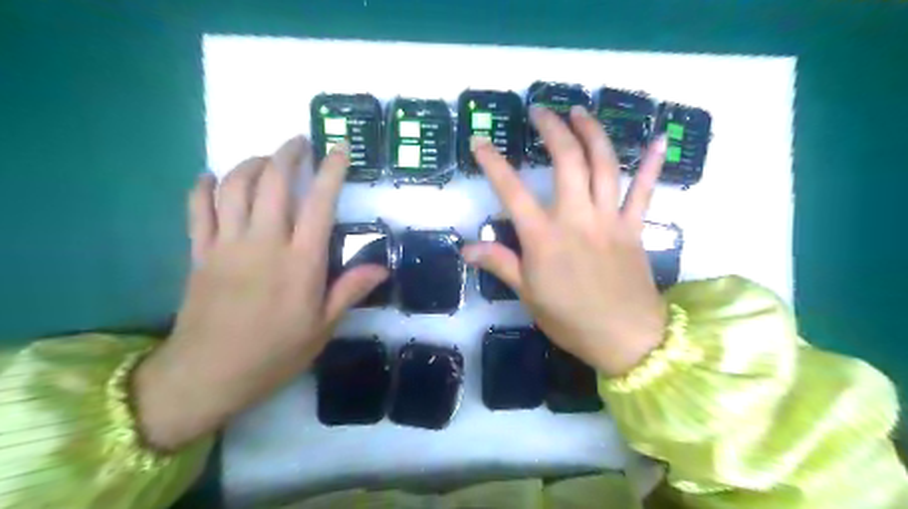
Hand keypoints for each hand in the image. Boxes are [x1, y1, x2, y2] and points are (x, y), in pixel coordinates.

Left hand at [133, 135, 389, 448]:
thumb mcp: (323, 327)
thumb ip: (350, 290)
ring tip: (266, 159)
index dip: (331, 172)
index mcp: (301, 263)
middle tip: (299, 142)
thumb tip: (382, 267)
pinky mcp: (200, 254)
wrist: (208, 376)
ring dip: (251, 164)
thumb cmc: (275, 353)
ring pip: (234, 188)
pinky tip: (212, 177)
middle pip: (273, 183)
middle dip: (287, 155)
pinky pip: (197, 210)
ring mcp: (227, 245)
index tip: (339, 150)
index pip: (319, 204)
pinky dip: (203, 187)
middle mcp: (264, 244)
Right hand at [467, 104, 664, 377]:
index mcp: (544, 237)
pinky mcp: (634, 227)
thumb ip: (500, 264)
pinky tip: (659, 138)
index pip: (512, 191)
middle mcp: (576, 218)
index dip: (493, 164)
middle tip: (542, 111)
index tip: (481, 142)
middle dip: (553, 129)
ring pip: (604, 165)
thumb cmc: (570, 319)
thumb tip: (466, 249)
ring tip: (580, 111)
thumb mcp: (527, 295)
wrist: (625, 339)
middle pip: (567, 161)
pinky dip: (652, 164)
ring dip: (592, 133)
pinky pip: (644, 191)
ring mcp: (609, 219)